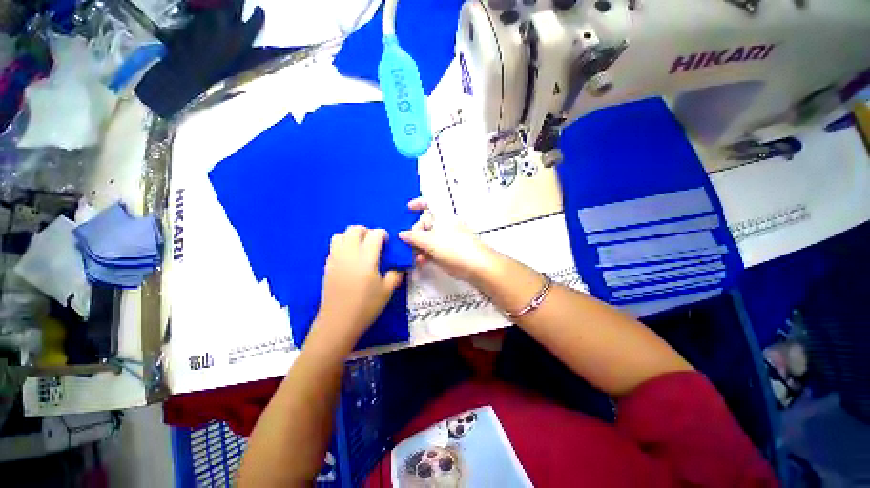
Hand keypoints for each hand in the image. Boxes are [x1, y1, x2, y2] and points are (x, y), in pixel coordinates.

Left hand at [313, 226, 403, 347]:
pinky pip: (334, 247)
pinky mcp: (327, 266)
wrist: (338, 322)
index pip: (375, 234)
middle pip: (355, 229)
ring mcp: (335, 258)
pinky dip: (343, 246)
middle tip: (374, 243)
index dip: (383, 234)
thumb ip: (396, 274)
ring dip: (352, 237)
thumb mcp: (387, 290)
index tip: (387, 243)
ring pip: (340, 235)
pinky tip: (350, 260)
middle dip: (366, 231)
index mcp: (366, 258)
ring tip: (360, 248)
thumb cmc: (366, 306)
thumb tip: (399, 266)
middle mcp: (349, 253)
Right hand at [399, 197, 495, 281]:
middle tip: (408, 243)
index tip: (408, 209)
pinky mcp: (448, 252)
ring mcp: (446, 239)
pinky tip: (419, 262)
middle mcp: (444, 225)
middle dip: (414, 232)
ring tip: (412, 255)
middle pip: (425, 223)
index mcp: (442, 216)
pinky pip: (433, 250)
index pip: (430, 203)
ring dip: (418, 246)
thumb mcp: (431, 241)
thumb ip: (414, 237)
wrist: (477, 266)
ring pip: (427, 239)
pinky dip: (425, 254)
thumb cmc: (454, 248)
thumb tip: (401, 233)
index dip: (419, 203)